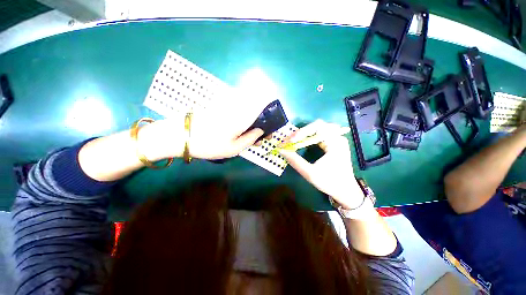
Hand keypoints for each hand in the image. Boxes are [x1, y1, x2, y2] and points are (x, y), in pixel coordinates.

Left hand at [139, 91, 273, 159]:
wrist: (180, 135)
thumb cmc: (209, 145)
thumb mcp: (233, 149)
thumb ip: (250, 139)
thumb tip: (261, 131)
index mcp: (241, 118)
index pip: (261, 108)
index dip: (269, 115)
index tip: (270, 127)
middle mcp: (236, 108)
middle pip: (254, 109)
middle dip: (260, 122)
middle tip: (258, 137)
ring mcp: (226, 107)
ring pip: (245, 110)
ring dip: (251, 121)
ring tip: (247, 136)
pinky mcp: (219, 108)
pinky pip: (236, 111)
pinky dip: (241, 119)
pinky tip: (237, 130)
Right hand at [279, 120, 364, 208]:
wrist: (346, 191)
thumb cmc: (330, 182)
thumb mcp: (310, 173)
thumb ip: (295, 161)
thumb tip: (281, 150)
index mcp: (336, 143)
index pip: (318, 126)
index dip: (302, 131)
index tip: (290, 141)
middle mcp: (338, 137)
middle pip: (317, 125)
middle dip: (302, 132)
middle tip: (290, 140)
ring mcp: (337, 139)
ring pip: (319, 128)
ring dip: (305, 133)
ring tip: (294, 140)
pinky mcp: (334, 143)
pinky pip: (320, 134)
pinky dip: (309, 136)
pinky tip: (303, 142)